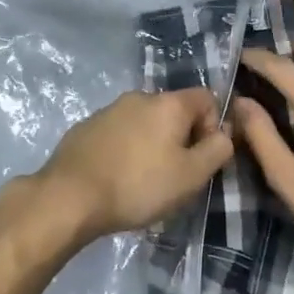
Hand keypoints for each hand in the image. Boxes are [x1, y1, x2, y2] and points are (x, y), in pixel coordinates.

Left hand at [33, 88, 233, 243]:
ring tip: (143, 181)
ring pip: (145, 122)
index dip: (213, 127)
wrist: (70, 196)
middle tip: (174, 176)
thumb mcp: (191, 176)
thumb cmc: (138, 185)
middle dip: (181, 139)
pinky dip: (126, 149)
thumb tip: (224, 133)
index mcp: (169, 103)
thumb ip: (217, 150)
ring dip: (152, 144)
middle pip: (175, 111)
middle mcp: (140, 96)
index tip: (201, 159)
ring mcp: (110, 109)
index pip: (207, 98)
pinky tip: (117, 178)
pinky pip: (119, 133)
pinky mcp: (87, 126)